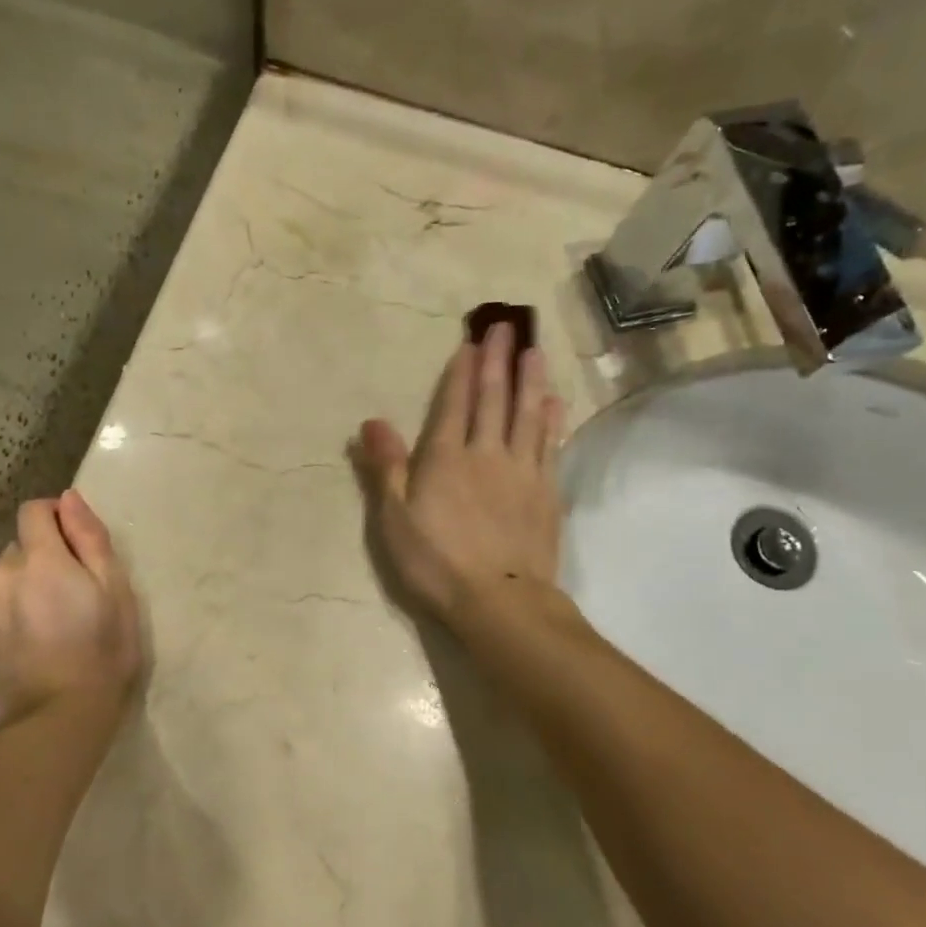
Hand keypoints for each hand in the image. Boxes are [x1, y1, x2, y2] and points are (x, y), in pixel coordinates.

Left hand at [0, 491, 143, 728]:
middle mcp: (0, 576)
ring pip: (2, 584)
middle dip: (43, 561)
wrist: (58, 721)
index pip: (34, 511)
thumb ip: (90, 538)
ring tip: (48, 628)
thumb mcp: (115, 591)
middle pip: (20, 550)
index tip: (75, 543)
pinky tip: (27, 650)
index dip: (55, 517)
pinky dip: (6, 621)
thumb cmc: (102, 652)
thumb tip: (69, 498)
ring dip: (22, 592)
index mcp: (39, 559)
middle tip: (71, 598)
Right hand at [354, 323, 564, 625]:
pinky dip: (551, 419)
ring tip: (534, 350)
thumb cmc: (436, 563)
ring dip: (530, 379)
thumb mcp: (394, 520)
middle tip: (506, 326)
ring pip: (527, 414)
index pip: (453, 404)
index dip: (461, 372)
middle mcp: (486, 454)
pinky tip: (554, 403)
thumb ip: (386, 467)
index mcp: (445, 459)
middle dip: (497, 361)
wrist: (500, 601)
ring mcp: (521, 472)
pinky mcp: (546, 493)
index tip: (471, 341)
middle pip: (493, 399)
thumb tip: (371, 421)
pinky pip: (549, 445)